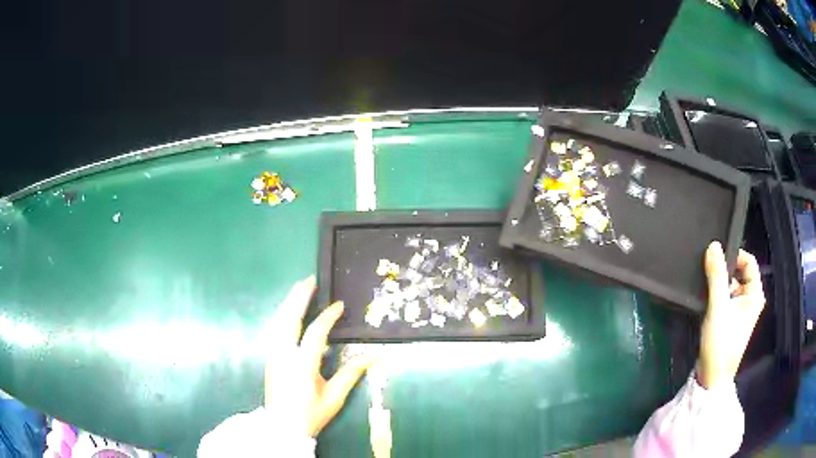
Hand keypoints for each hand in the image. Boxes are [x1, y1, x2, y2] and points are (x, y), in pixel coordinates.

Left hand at [265, 276, 372, 436]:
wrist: (282, 426)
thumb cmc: (310, 414)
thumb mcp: (333, 398)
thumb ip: (350, 375)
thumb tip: (372, 356)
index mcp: (302, 365)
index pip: (315, 333)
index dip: (328, 317)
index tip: (339, 305)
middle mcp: (284, 355)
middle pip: (289, 319)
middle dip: (299, 298)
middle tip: (309, 280)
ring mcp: (273, 355)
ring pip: (278, 322)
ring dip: (288, 303)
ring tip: (299, 289)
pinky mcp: (270, 358)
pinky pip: (275, 329)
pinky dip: (282, 315)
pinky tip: (287, 311)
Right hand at [697, 241, 765, 388]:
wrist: (712, 378)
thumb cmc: (721, 343)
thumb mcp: (718, 308)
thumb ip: (717, 276)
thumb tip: (713, 245)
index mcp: (755, 294)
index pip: (749, 261)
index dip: (735, 255)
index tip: (717, 258)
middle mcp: (751, 299)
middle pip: (740, 272)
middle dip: (725, 270)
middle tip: (709, 273)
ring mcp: (742, 311)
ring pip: (732, 285)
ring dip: (720, 284)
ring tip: (706, 287)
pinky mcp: (732, 319)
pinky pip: (727, 297)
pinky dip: (718, 295)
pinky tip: (707, 300)